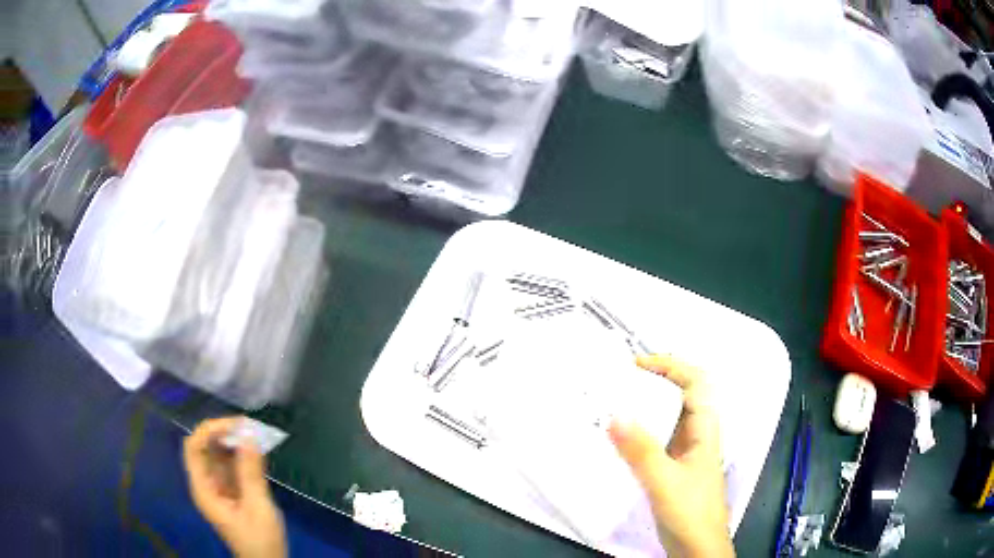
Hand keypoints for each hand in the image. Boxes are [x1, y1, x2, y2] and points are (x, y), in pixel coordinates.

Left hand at [183, 417, 286, 557]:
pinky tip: (257, 451)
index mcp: (204, 489)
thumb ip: (251, 473)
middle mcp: (207, 484)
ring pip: (219, 455)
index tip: (235, 426)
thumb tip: (249, 435)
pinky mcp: (232, 491)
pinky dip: (243, 456)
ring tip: (256, 434)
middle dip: (223, 433)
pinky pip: (232, 466)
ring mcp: (219, 487)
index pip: (194, 448)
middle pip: (205, 448)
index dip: (209, 431)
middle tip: (249, 427)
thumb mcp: (258, 508)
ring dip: (235, 442)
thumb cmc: (260, 540)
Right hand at [609, 354, 734, 557]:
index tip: (637, 363)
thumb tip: (614, 414)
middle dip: (655, 381)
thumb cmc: (690, 511)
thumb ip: (640, 450)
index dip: (670, 365)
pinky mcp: (675, 469)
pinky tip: (622, 438)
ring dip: (648, 405)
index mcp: (705, 429)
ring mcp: (686, 453)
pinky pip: (659, 439)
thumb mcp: (664, 480)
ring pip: (670, 417)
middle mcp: (698, 435)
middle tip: (620, 379)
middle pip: (683, 395)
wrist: (697, 548)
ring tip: (616, 402)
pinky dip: (642, 430)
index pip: (695, 382)